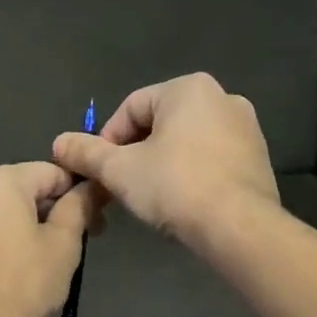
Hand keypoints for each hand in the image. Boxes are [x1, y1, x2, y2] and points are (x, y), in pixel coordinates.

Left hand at [0, 162, 96, 316]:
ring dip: (24, 227)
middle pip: (22, 190)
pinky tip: (11, 272)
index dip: (79, 194)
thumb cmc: (25, 283)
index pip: (51, 173)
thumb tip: (92, 186)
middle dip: (51, 211)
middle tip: (77, 244)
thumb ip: (79, 206)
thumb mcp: (64, 243)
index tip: (96, 222)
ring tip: (43, 262)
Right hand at [51, 74, 277, 244]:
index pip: (129, 108)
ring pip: (185, 142)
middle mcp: (222, 97)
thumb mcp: (119, 170)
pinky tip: (181, 202)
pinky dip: (190, 174)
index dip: (106, 141)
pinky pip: (210, 158)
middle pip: (159, 123)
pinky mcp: (258, 158)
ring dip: (161, 164)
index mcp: (188, 89)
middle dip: (134, 153)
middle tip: (120, 186)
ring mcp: (246, 128)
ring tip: (149, 196)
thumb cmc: (174, 187)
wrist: (238, 227)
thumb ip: (86, 152)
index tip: (99, 172)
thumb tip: (59, 143)